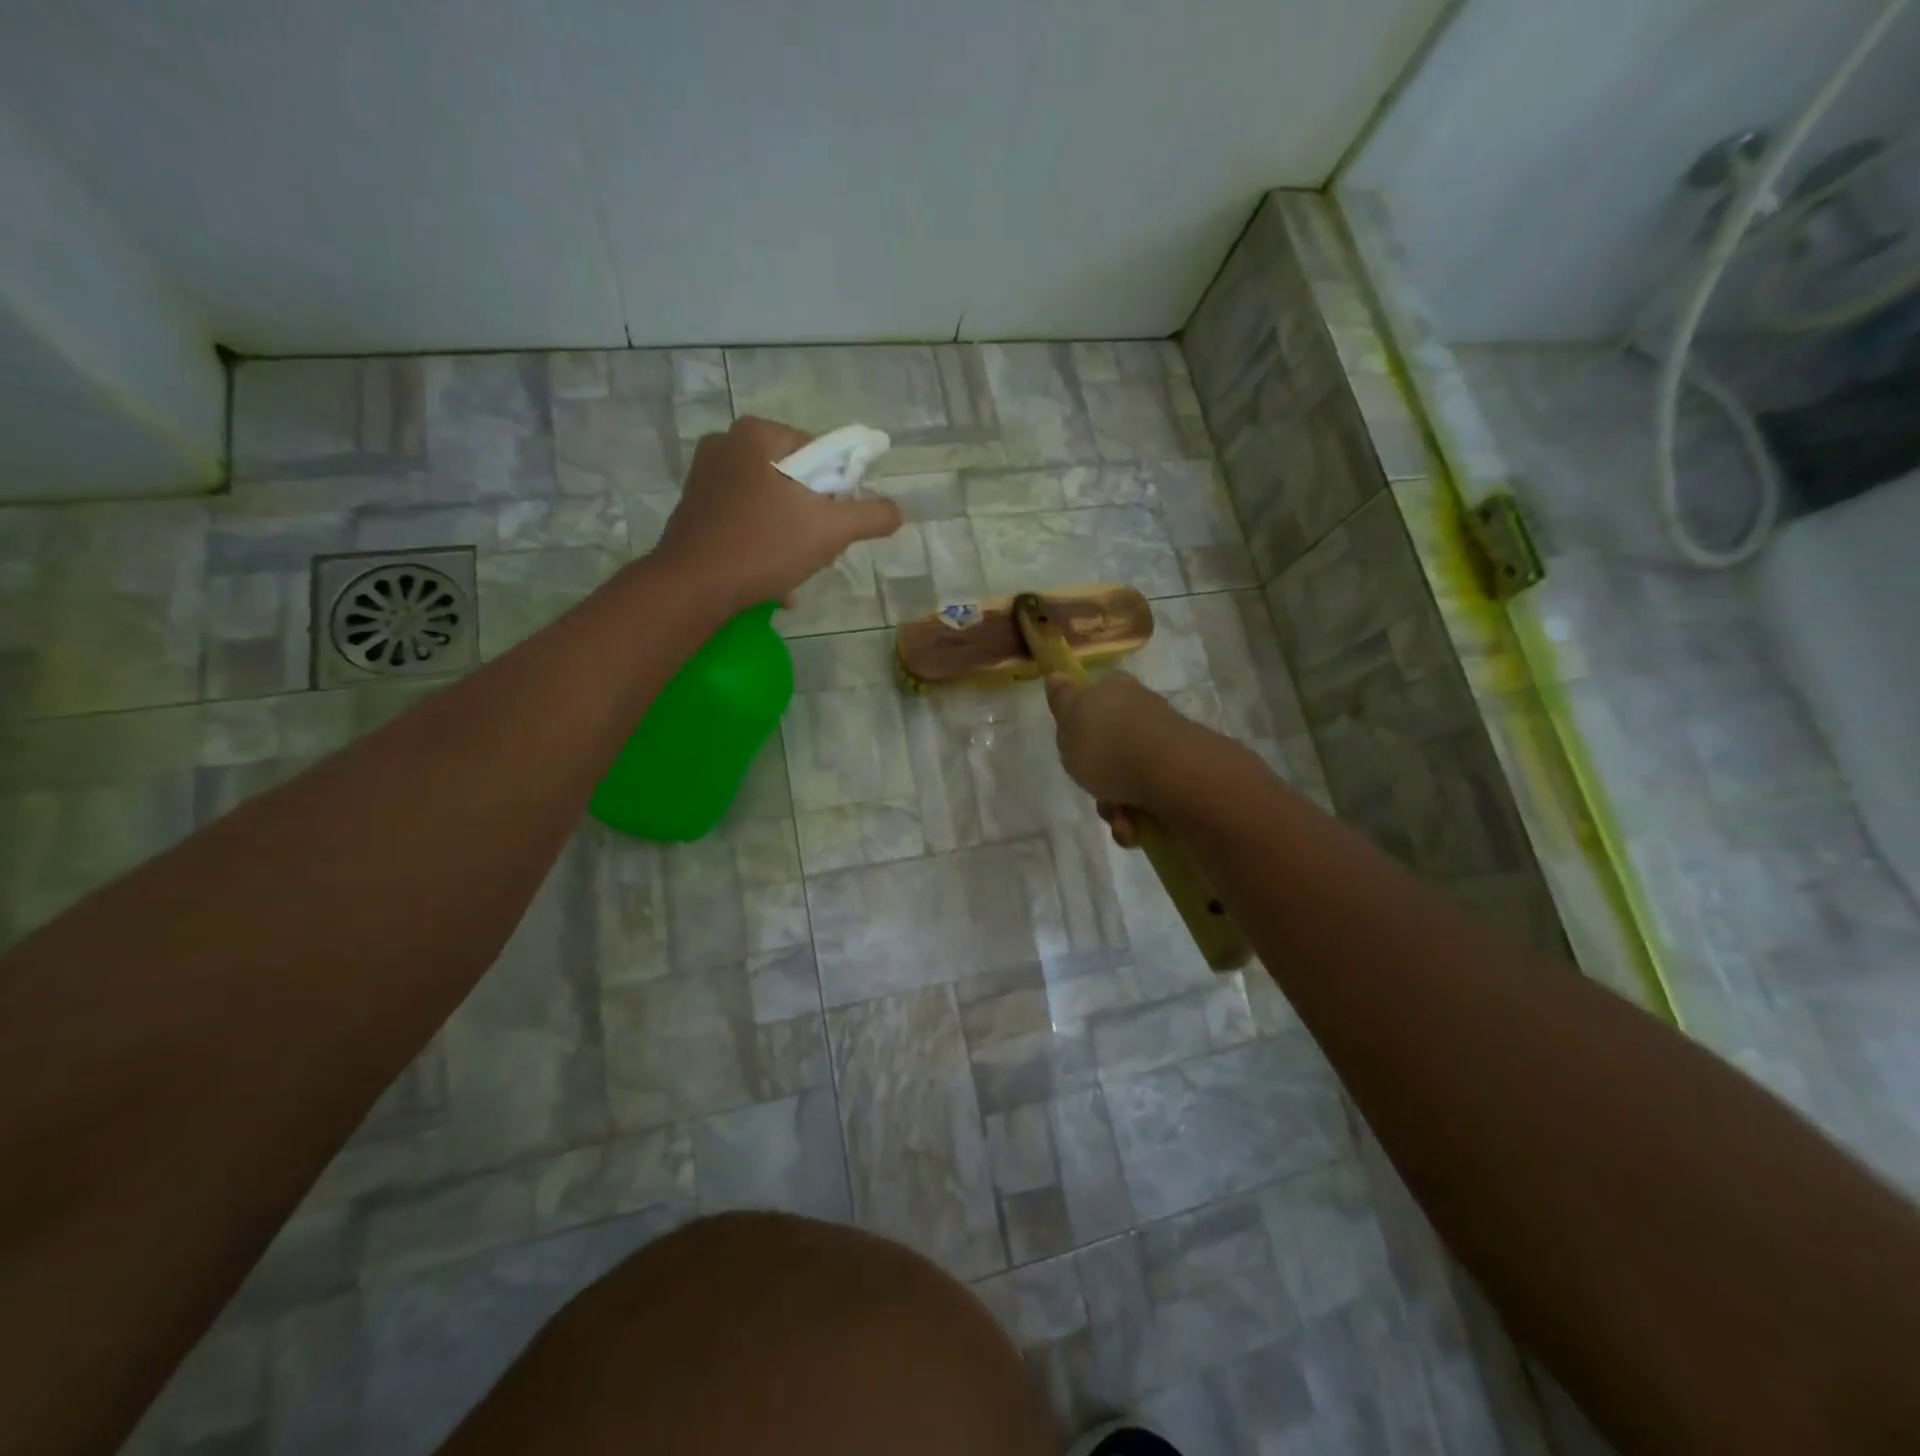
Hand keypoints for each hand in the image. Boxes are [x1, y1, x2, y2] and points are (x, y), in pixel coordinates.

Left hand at [652, 417, 902, 612]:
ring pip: (772, 504)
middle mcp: (726, 444)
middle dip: (814, 519)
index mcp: (758, 434)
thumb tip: (897, 511)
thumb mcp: (830, 530)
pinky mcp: (695, 510)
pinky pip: (746, 521)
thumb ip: (871, 515)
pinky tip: (773, 580)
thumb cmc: (763, 547)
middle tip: (820, 552)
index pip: (821, 452)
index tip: (838, 526)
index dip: (839, 491)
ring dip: (792, 538)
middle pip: (796, 480)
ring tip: (796, 571)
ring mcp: (705, 477)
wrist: (692, 588)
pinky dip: (764, 546)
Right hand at [1044, 672, 1217, 845]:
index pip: (1096, 697)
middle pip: (1110, 746)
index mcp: (1116, 690)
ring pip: (1128, 776)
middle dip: (1099, 777)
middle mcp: (1143, 711)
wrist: (1170, 775)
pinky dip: (1139, 815)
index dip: (1083, 723)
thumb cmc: (1108, 745)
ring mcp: (1165, 743)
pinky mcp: (1182, 774)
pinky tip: (1136, 826)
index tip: (1075, 747)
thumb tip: (1057, 675)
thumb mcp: (1069, 722)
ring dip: (1117, 805)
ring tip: (1119, 818)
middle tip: (1093, 789)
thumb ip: (1062, 701)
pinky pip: (1150, 797)